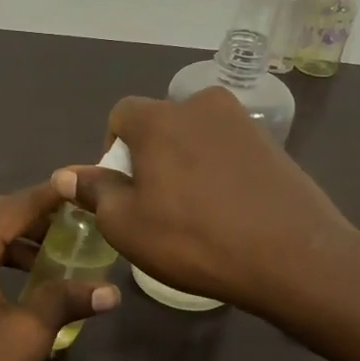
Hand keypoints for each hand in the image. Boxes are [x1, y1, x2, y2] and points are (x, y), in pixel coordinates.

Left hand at [0, 181, 121, 360]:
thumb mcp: (28, 335)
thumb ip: (65, 300)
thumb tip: (111, 292)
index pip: (12, 206)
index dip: (49, 196)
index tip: (80, 187)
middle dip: (31, 214)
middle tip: (72, 223)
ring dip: (10, 235)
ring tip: (50, 252)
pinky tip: (17, 275)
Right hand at [53, 87, 359, 316]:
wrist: (291, 255)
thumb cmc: (193, 239)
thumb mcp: (126, 225)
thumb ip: (95, 192)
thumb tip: (68, 175)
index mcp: (159, 118)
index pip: (120, 115)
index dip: (112, 152)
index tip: (122, 191)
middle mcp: (200, 105)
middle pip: (160, 125)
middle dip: (151, 157)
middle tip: (157, 205)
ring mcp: (242, 122)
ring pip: (196, 138)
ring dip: (185, 165)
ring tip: (194, 212)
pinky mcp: (272, 144)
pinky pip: (228, 151)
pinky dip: (218, 173)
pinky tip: (227, 211)